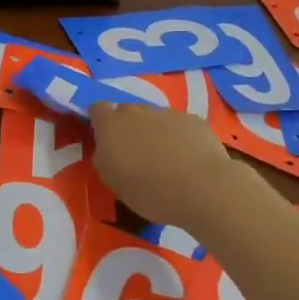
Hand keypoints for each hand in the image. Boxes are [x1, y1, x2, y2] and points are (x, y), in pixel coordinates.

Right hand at [87, 100, 244, 228]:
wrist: (201, 188)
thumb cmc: (148, 191)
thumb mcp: (112, 181)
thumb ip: (104, 157)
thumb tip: (107, 147)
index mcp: (111, 126)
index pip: (97, 109)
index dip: (100, 121)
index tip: (105, 138)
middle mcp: (136, 112)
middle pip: (127, 110)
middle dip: (128, 126)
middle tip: (136, 152)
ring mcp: (167, 113)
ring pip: (154, 117)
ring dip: (155, 131)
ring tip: (166, 158)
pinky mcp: (193, 120)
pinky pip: (179, 124)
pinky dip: (180, 136)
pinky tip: (188, 158)